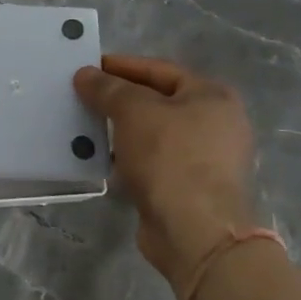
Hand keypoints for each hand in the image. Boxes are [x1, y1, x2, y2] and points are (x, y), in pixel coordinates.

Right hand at [73, 55, 259, 287]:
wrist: (195, 233)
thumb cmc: (170, 158)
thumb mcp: (134, 111)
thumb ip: (108, 88)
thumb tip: (85, 74)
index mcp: (213, 97)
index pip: (160, 70)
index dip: (122, 66)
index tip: (89, 67)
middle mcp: (216, 125)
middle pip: (158, 101)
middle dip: (120, 99)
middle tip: (84, 95)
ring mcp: (206, 160)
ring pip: (154, 134)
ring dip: (121, 130)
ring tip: (86, 125)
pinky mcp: (189, 190)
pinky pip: (153, 163)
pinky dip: (128, 158)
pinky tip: (101, 158)